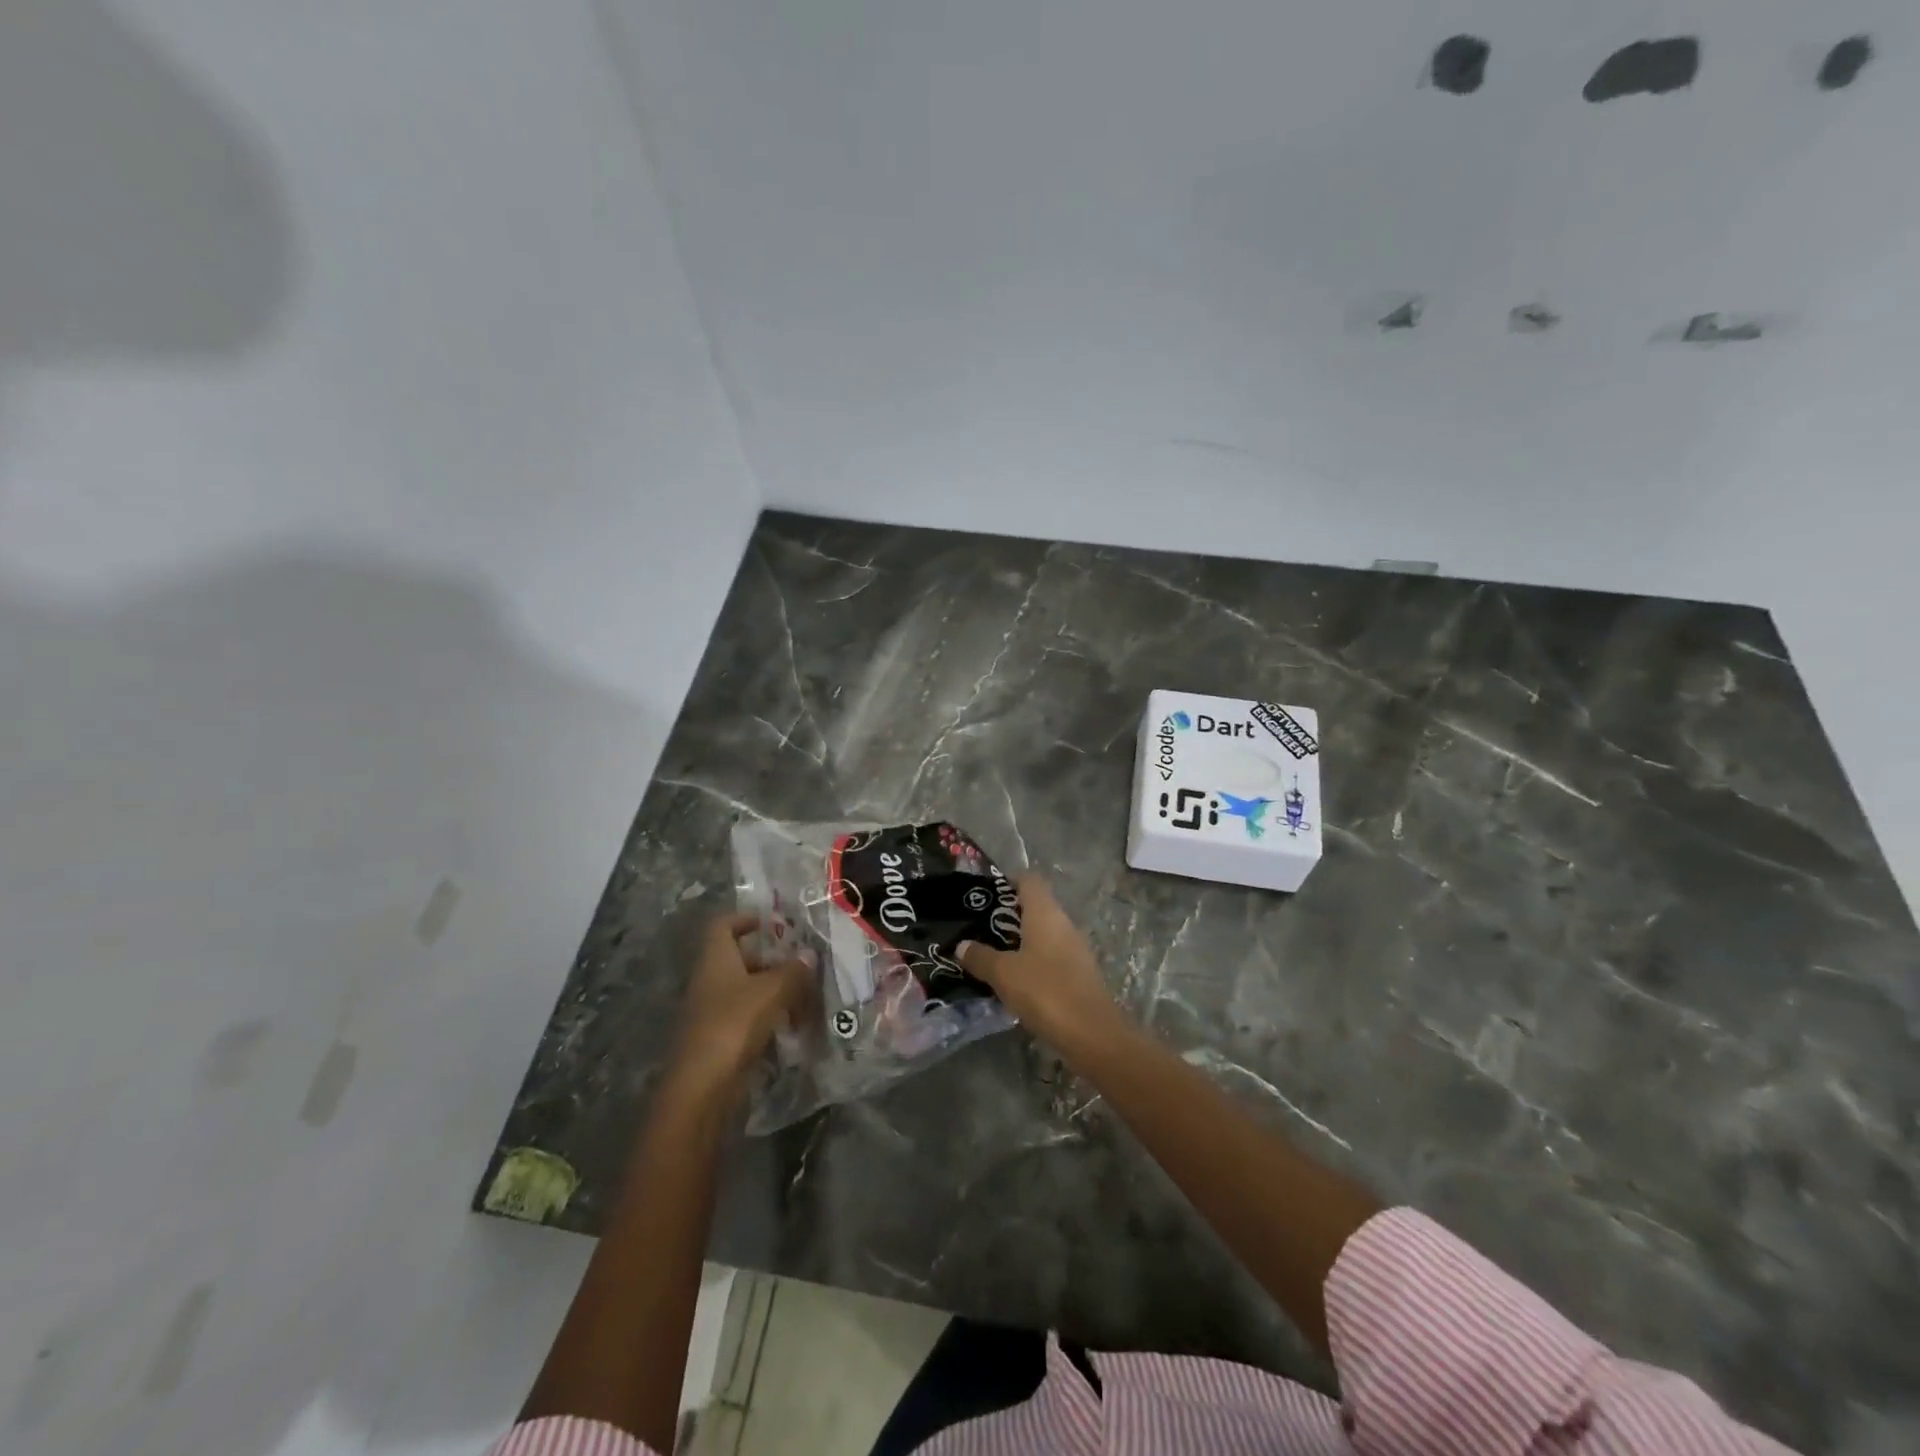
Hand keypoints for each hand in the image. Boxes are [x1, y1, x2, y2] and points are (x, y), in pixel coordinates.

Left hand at [670, 912, 814, 1099]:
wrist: (702, 1087)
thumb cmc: (733, 1024)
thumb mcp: (771, 991)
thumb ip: (793, 971)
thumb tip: (809, 954)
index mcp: (716, 959)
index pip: (723, 925)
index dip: (745, 918)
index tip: (773, 922)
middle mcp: (711, 980)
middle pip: (740, 957)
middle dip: (772, 958)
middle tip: (803, 962)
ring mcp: (714, 1010)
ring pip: (748, 988)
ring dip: (776, 989)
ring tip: (807, 995)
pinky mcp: (722, 1038)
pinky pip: (749, 1016)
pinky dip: (771, 1015)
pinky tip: (794, 1024)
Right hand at [960, 876, 1125, 1053]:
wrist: (1093, 1034)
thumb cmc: (1045, 992)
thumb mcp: (1004, 974)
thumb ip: (981, 957)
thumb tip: (962, 945)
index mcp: (1046, 913)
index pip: (1029, 880)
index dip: (1008, 882)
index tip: (984, 896)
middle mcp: (1063, 924)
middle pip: (1035, 906)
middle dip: (1007, 915)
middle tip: (979, 929)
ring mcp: (1074, 949)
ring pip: (1042, 934)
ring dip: (1018, 941)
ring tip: (990, 956)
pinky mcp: (1078, 974)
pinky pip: (1050, 956)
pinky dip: (1031, 962)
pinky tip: (1013, 981)